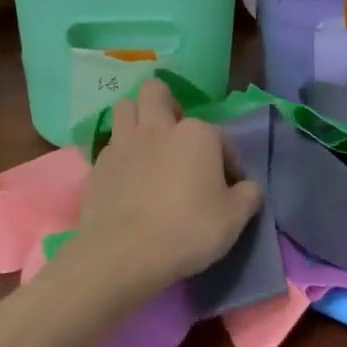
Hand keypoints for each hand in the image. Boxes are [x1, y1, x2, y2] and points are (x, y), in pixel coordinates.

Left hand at [71, 79, 263, 298]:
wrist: (124, 254)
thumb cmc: (187, 230)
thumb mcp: (234, 219)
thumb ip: (248, 195)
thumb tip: (248, 187)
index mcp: (196, 134)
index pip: (220, 137)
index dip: (227, 160)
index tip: (228, 186)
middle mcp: (158, 128)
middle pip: (156, 92)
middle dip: (167, 104)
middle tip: (176, 134)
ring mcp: (123, 143)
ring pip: (125, 108)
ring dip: (137, 118)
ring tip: (147, 145)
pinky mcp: (98, 165)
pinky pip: (109, 145)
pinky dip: (120, 154)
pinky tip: (127, 177)